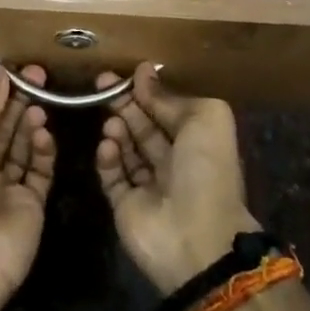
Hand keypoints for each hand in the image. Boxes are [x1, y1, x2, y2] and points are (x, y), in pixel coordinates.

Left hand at [0, 65, 56, 310]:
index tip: (11, 69)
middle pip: (1, 126)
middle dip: (16, 100)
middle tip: (39, 75)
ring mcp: (5, 187)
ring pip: (21, 145)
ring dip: (29, 121)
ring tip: (40, 104)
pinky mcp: (31, 204)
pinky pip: (40, 170)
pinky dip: (43, 150)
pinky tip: (43, 133)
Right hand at [94, 64, 259, 293]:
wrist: (196, 237)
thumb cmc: (206, 171)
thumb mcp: (205, 119)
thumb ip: (171, 98)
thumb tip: (144, 75)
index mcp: (197, 142)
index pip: (167, 110)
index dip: (149, 91)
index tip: (129, 73)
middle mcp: (173, 162)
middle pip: (143, 126)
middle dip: (125, 104)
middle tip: (103, 83)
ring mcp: (148, 186)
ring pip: (126, 148)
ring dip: (117, 129)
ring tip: (112, 122)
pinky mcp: (125, 206)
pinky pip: (111, 176)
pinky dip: (107, 158)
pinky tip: (107, 145)